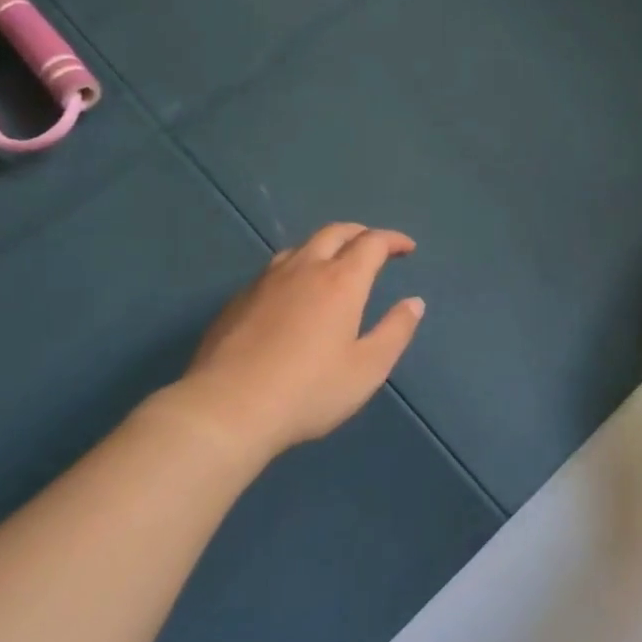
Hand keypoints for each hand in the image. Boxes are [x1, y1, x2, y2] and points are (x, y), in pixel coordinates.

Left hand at [160, 223, 424, 460]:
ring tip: (334, 264)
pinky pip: (275, 269)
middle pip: (335, 233)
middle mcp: (304, 269)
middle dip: (360, 233)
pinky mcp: (238, 299)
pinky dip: (297, 267)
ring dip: (326, 246)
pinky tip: (294, 293)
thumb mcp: (367, 369)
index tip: (407, 248)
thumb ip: (395, 331)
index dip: (393, 240)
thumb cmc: (309, 390)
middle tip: (374, 246)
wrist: (228, 408)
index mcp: (341, 281)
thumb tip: (414, 303)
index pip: (372, 243)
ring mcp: (266, 281)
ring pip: (301, 247)